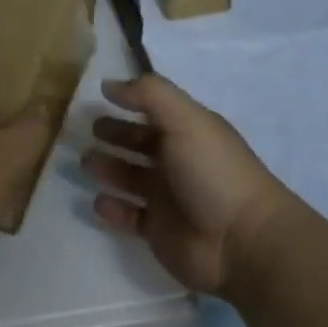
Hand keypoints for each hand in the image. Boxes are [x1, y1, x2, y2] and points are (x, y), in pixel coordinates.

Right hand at [83, 74, 300, 294]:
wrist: (241, 242)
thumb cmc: (212, 172)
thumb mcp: (184, 120)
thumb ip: (149, 95)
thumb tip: (109, 84)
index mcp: (188, 132)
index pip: (154, 111)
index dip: (129, 103)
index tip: (99, 97)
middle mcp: (178, 161)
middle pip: (140, 143)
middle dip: (115, 135)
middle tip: (86, 131)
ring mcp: (168, 198)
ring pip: (131, 177)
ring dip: (108, 168)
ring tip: (86, 163)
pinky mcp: (159, 231)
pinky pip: (129, 216)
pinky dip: (113, 208)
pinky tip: (98, 201)